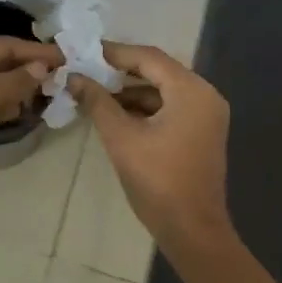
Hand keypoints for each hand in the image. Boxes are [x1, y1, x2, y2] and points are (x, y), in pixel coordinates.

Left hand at [0, 36, 62, 195]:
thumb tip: (41, 68)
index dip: (34, 51)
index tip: (66, 57)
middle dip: (28, 67)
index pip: (1, 45)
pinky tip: (22, 112)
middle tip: (62, 76)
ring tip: (49, 93)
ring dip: (19, 86)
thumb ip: (12, 80)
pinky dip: (5, 105)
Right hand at [68, 44, 234, 249]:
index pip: (149, 58)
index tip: (85, 51)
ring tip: (95, 92)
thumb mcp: (122, 138)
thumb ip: (98, 102)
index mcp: (191, 91)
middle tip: (88, 68)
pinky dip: (145, 107)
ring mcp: (207, 115)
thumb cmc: (158, 181)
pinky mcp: (202, 132)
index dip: (115, 53)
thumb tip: (74, 78)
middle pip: (158, 70)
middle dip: (121, 70)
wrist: (193, 231)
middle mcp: (205, 95)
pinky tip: (117, 114)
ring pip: (164, 90)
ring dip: (131, 91)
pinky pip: (171, 107)